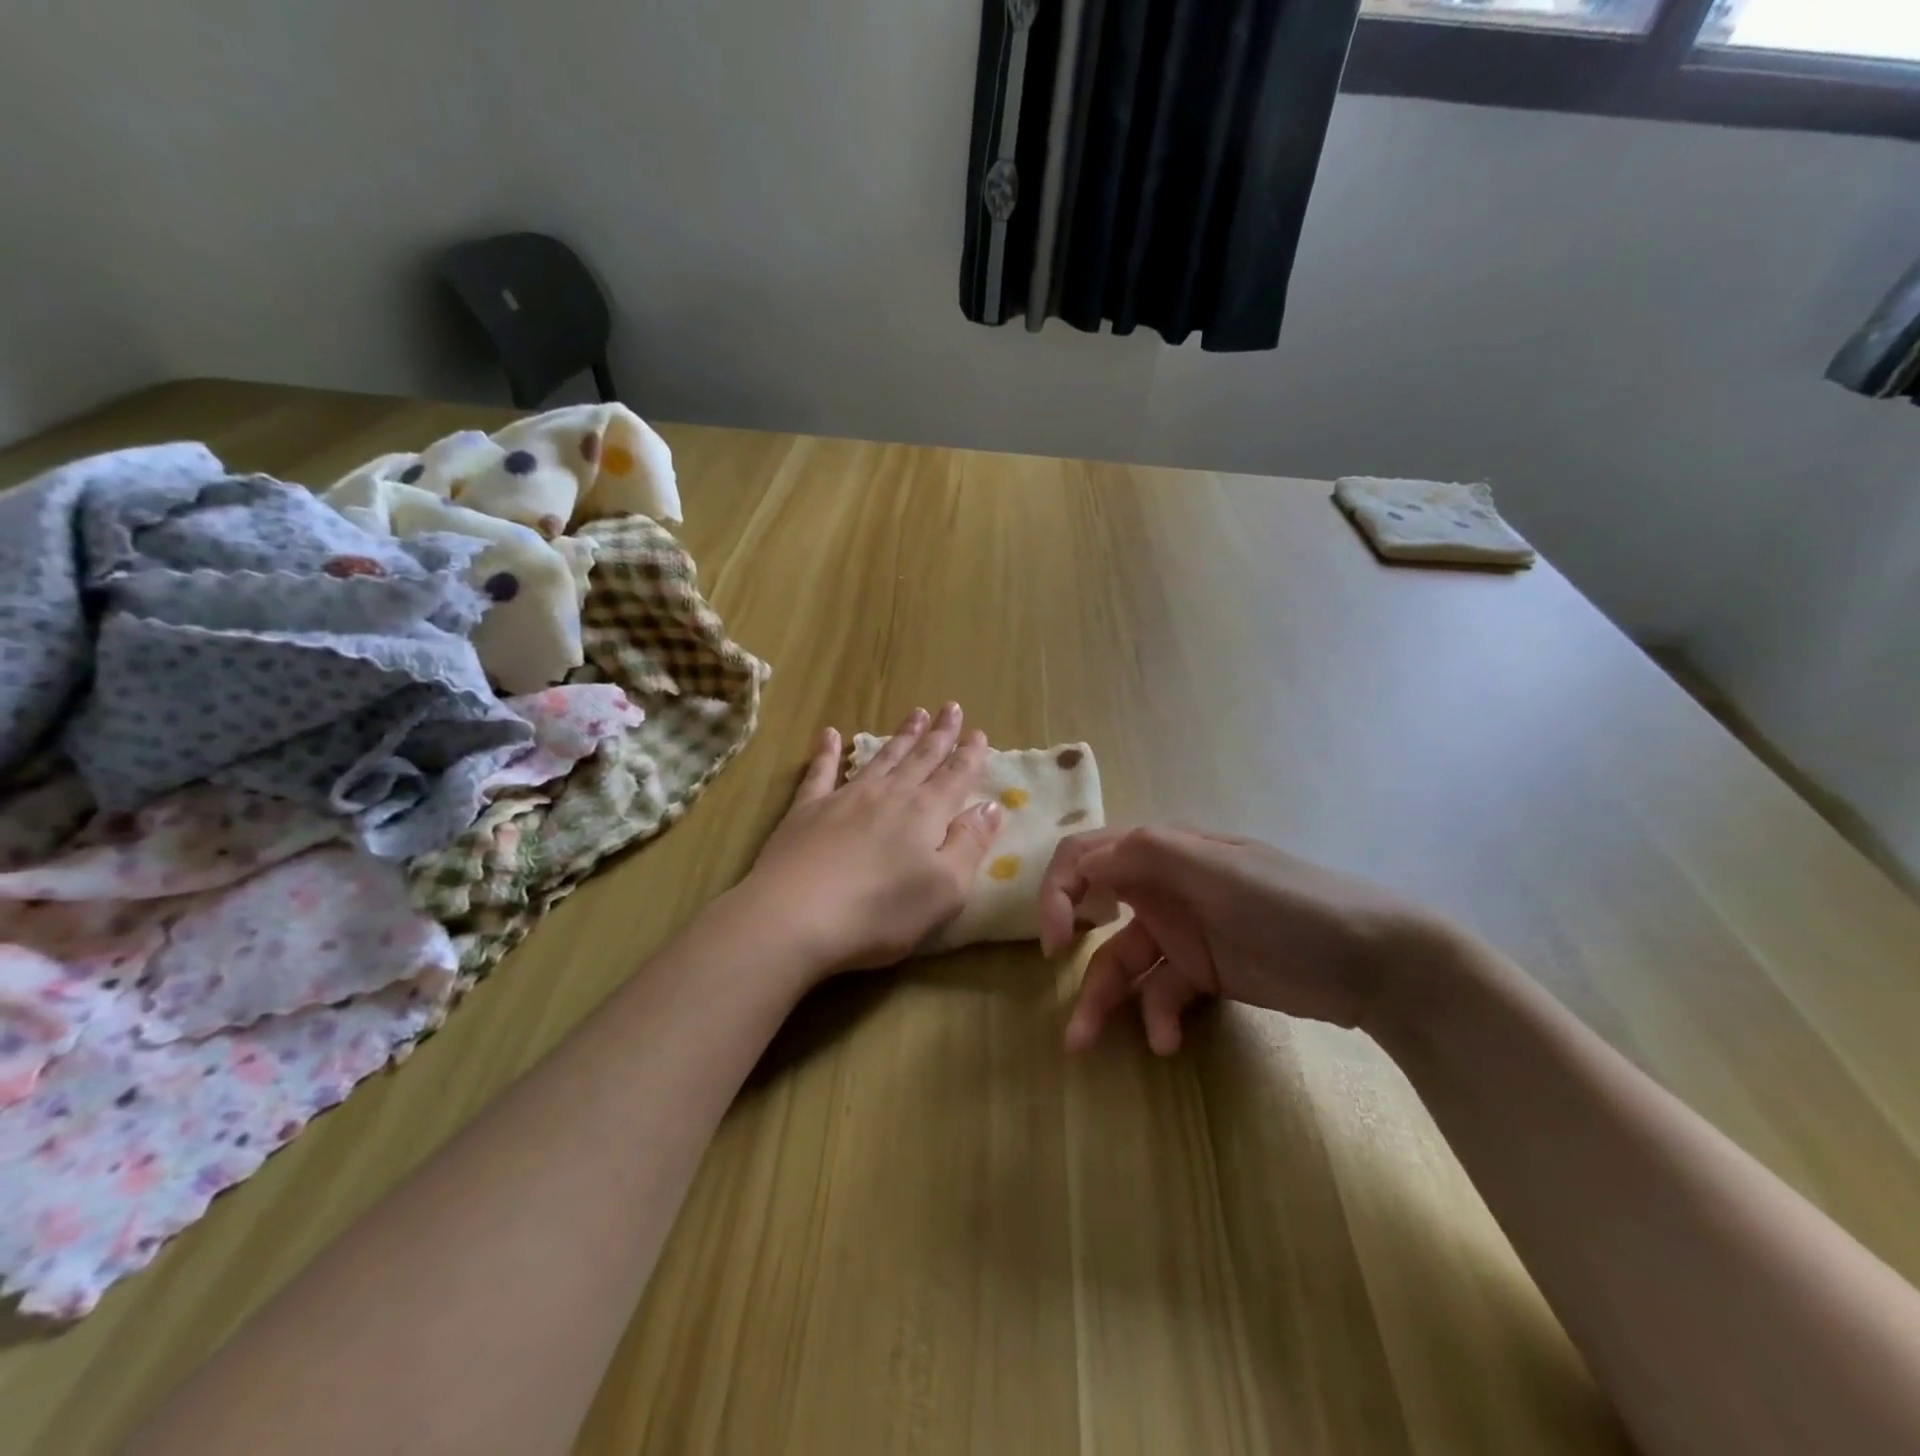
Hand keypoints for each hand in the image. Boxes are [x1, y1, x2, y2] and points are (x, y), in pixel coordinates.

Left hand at [733, 705, 1002, 979]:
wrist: (795, 915)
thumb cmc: (880, 910)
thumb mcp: (945, 889)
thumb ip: (970, 844)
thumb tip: (991, 806)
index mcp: (926, 813)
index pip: (955, 776)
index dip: (970, 755)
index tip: (979, 731)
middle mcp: (889, 795)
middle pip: (920, 758)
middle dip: (939, 734)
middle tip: (950, 707)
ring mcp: (845, 798)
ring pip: (881, 758)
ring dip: (900, 736)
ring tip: (914, 714)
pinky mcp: (807, 810)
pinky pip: (821, 772)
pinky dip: (828, 752)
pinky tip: (831, 734)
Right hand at [1037, 826, 1455, 1054]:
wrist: (1378, 964)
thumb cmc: (1290, 906)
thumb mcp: (1217, 872)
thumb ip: (1147, 856)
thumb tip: (1084, 863)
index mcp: (1164, 851)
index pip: (1088, 855)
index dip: (1058, 889)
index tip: (1053, 939)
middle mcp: (1166, 886)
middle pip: (1096, 907)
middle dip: (1068, 940)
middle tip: (1053, 973)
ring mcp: (1186, 932)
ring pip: (1124, 960)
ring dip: (1103, 999)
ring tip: (1084, 1046)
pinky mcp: (1206, 973)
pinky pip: (1162, 991)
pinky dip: (1157, 1016)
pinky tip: (1168, 1043)